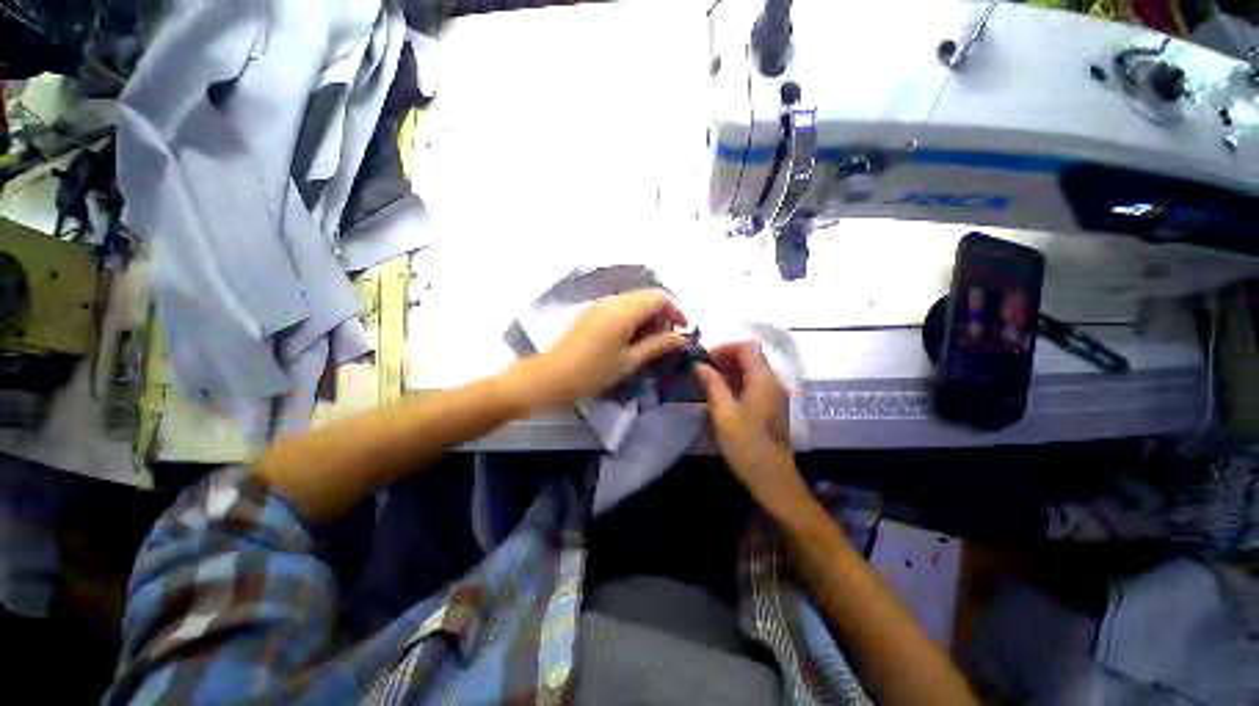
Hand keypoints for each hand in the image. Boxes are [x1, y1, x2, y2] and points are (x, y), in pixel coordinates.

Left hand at [525, 290, 688, 407]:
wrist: (551, 376)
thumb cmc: (594, 371)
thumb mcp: (630, 360)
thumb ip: (658, 345)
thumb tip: (682, 339)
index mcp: (625, 309)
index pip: (660, 297)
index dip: (676, 310)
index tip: (682, 332)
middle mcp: (613, 300)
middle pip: (647, 297)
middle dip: (662, 316)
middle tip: (666, 342)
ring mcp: (599, 305)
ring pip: (633, 303)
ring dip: (647, 319)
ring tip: (649, 344)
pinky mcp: (591, 313)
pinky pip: (619, 309)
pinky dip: (632, 320)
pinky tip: (630, 341)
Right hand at [697, 342, 810, 518]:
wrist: (773, 479)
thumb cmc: (746, 445)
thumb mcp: (723, 413)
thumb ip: (712, 384)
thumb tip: (701, 365)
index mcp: (763, 380)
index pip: (747, 347)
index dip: (724, 348)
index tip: (704, 359)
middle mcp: (773, 382)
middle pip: (750, 357)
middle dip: (725, 359)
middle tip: (703, 371)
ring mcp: (775, 395)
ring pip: (752, 371)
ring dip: (730, 372)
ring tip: (708, 383)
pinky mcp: (772, 407)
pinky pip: (754, 385)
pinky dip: (737, 384)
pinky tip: (722, 397)